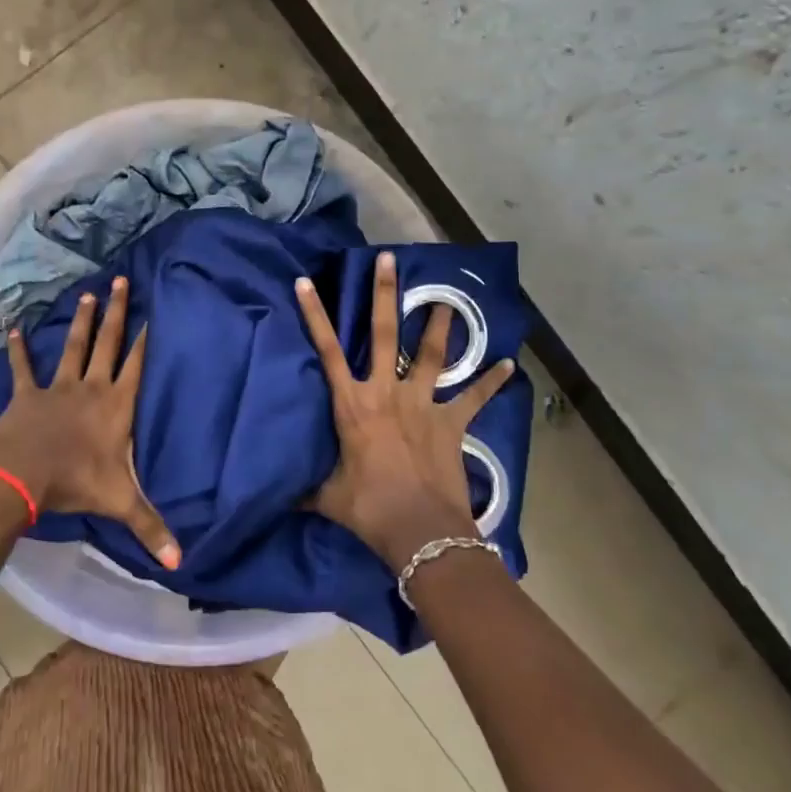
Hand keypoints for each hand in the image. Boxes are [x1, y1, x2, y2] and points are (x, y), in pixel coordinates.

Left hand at [0, 277, 180, 569]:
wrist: (21, 473)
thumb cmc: (75, 482)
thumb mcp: (119, 503)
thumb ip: (150, 527)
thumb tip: (180, 564)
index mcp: (116, 407)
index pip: (137, 366)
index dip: (146, 339)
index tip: (154, 313)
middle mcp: (91, 388)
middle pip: (108, 343)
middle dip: (118, 313)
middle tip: (122, 281)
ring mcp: (57, 388)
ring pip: (74, 347)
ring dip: (82, 322)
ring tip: (89, 293)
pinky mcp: (26, 393)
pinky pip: (23, 368)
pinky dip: (18, 349)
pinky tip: (13, 328)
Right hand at [296, 250, 514, 565]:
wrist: (420, 531)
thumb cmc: (369, 508)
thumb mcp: (327, 498)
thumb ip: (305, 490)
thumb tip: (280, 498)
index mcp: (352, 404)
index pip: (327, 351)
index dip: (314, 315)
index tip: (306, 282)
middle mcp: (386, 393)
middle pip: (385, 334)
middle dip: (386, 294)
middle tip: (390, 260)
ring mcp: (422, 404)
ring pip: (433, 354)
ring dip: (440, 325)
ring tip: (446, 300)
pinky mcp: (452, 423)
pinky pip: (475, 398)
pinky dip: (492, 382)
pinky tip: (509, 364)